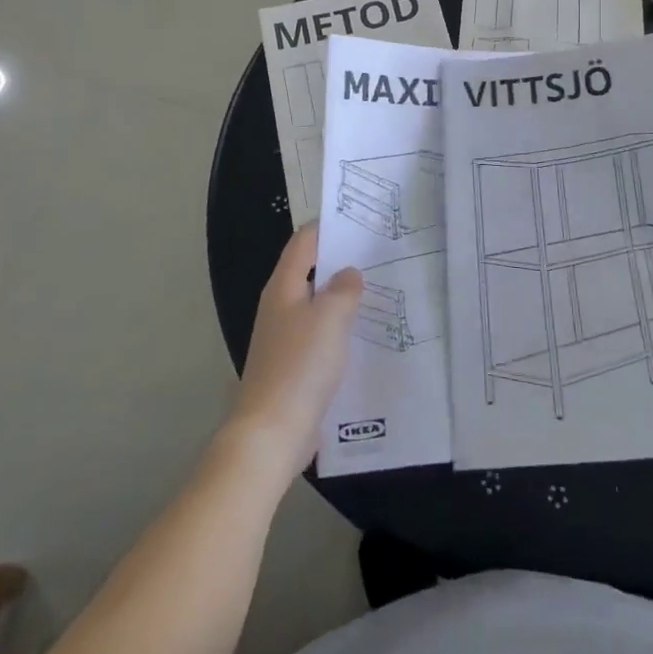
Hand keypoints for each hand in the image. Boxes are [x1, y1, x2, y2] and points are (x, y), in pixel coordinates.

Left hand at [229, 224, 363, 477]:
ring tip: (381, 291)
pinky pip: (320, 337)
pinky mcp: (293, 367)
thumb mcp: (330, 318)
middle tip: (380, 255)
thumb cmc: (300, 366)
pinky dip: (340, 330)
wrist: (271, 433)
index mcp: (283, 287)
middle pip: (311, 272)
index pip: (304, 241)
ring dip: (343, 298)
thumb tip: (349, 273)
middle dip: (342, 262)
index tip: (361, 220)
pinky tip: (366, 336)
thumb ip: (344, 289)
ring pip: (317, 306)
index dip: (328, 227)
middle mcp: (280, 307)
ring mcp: (284, 339)